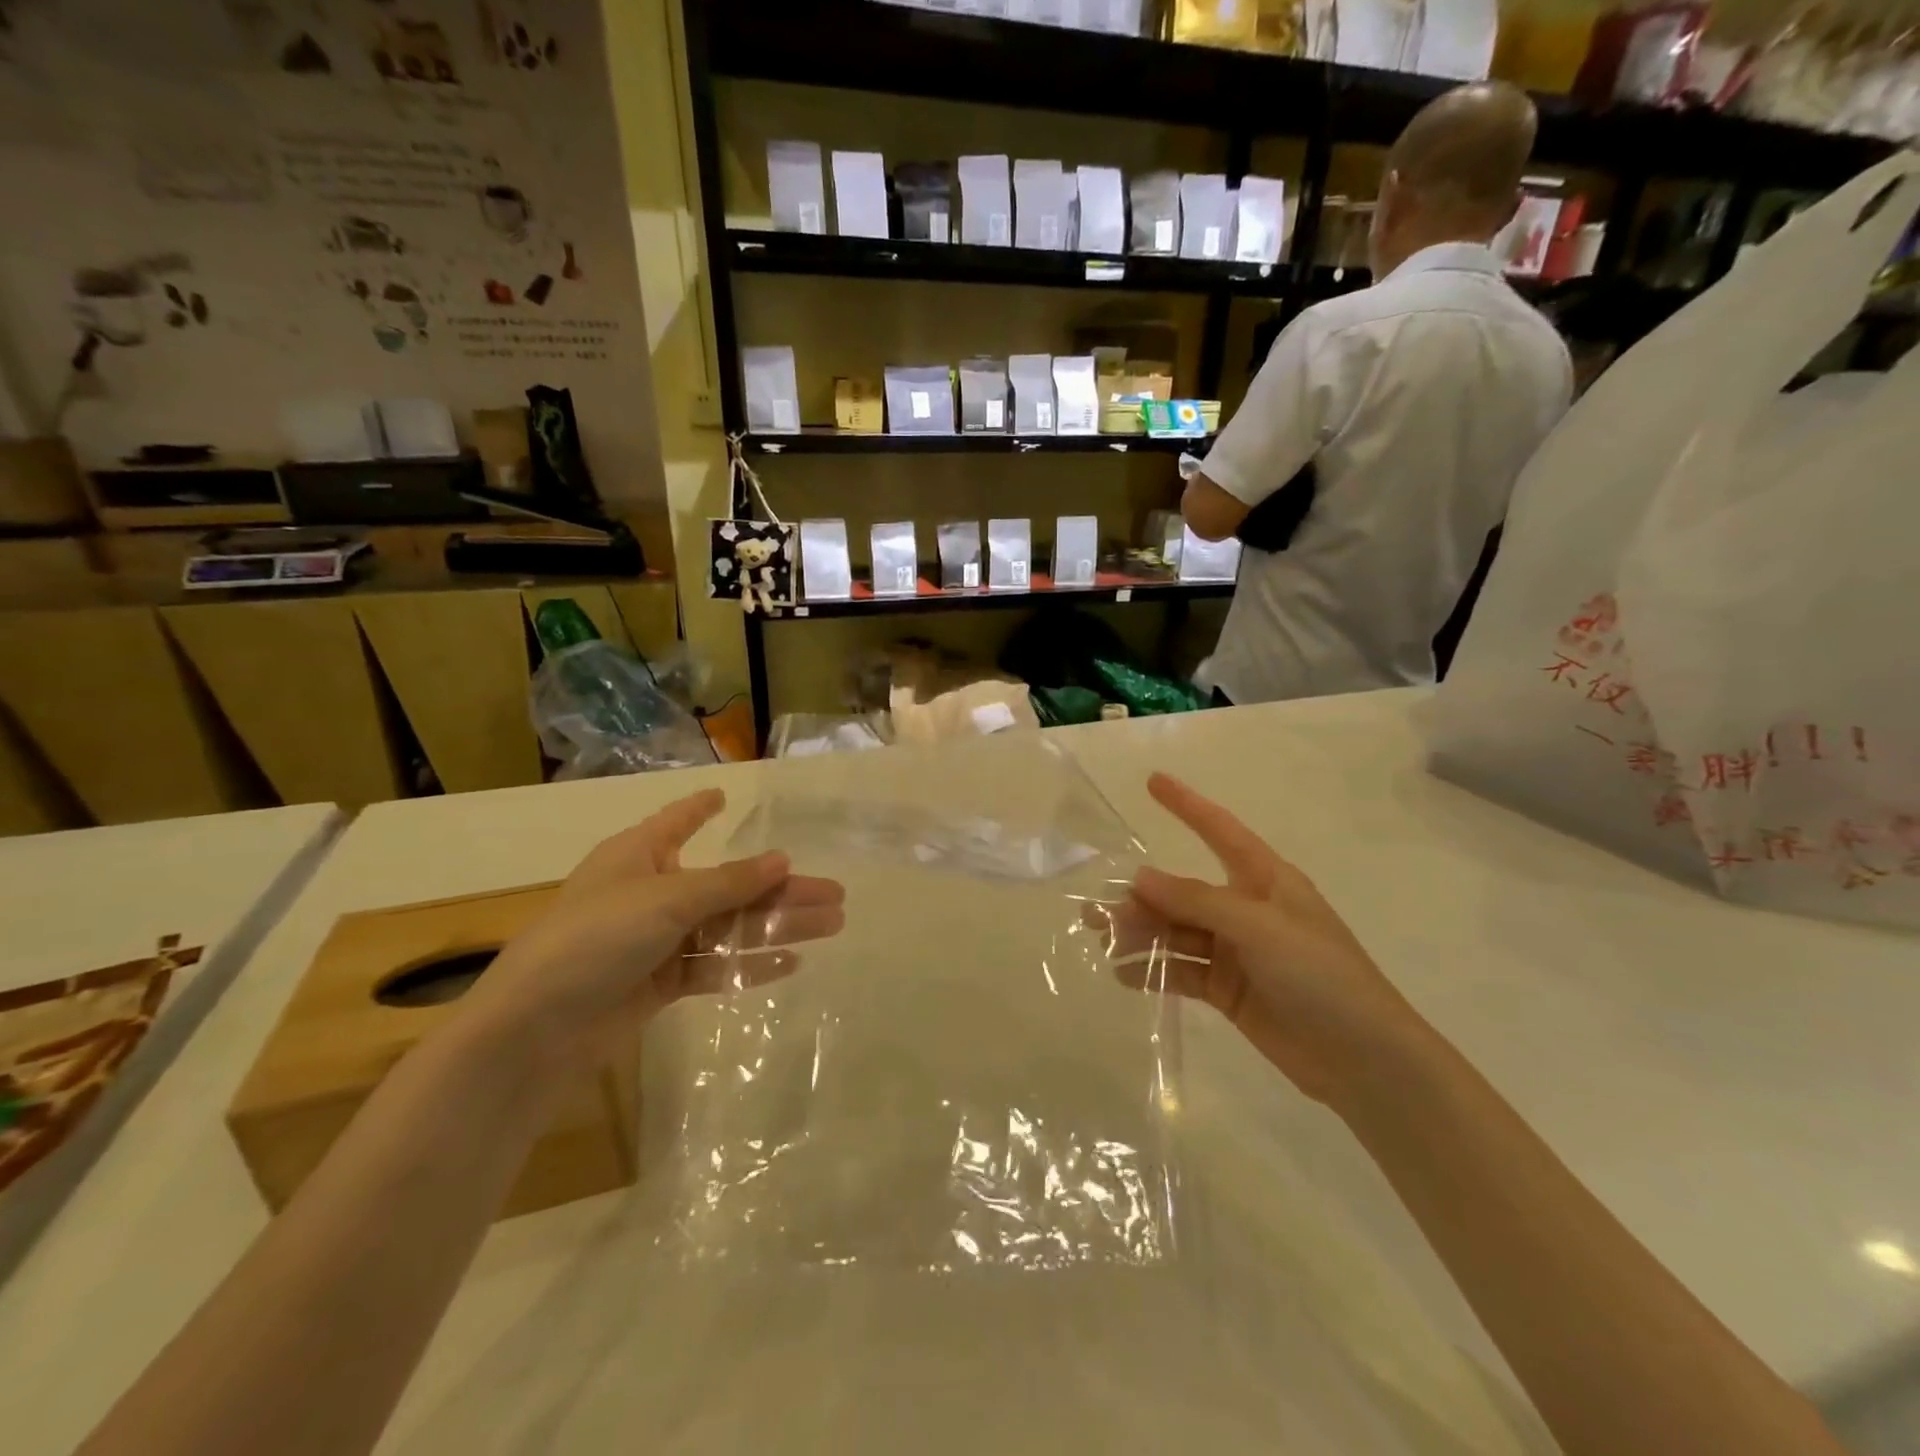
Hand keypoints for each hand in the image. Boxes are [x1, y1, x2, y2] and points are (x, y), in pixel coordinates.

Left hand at [461, 788, 845, 1060]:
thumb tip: (783, 859)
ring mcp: (656, 941)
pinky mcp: (660, 983)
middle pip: (728, 885)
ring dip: (777, 926)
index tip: (722, 796)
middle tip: (835, 894)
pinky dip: (749, 964)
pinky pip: (714, 965)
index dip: (699, 810)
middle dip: (781, 888)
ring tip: (831, 924)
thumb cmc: (596, 938)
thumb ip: (729, 883)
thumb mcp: (666, 900)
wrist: (536, 1030)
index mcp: (639, 856)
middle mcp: (651, 894)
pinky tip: (790, 962)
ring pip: (729, 926)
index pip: (675, 823)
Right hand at [1097, 773, 1429, 1106]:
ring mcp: (1236, 951)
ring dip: (1142, 935)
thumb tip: (1140, 877)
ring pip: (1177, 932)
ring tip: (1104, 943)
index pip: (1219, 830)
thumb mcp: (1260, 927)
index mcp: (1265, 880)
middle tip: (1096, 910)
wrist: (1364, 1060)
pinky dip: (1154, 972)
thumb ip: (1197, 901)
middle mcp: (1246, 909)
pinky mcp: (1228, 990)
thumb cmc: (1321, 976)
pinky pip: (1182, 971)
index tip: (1153, 781)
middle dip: (1142, 898)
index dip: (1187, 805)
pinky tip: (1124, 976)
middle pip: (1184, 892)